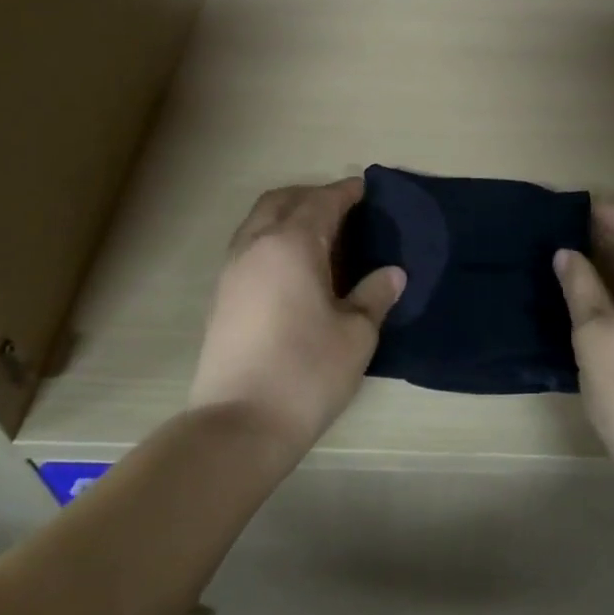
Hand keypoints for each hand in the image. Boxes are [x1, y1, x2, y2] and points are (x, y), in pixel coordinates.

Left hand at [189, 179, 404, 459]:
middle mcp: (256, 245)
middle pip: (282, 200)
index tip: (365, 189)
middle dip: (312, 196)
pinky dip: (272, 239)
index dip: (346, 192)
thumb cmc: (306, 373)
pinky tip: (293, 269)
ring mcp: (232, 270)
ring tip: (319, 238)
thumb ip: (374, 295)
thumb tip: (393, 274)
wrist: (238, 426)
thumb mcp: (356, 335)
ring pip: (259, 221)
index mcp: (292, 244)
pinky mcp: (220, 296)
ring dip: (287, 215)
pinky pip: (248, 246)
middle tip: (343, 210)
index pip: (322, 201)